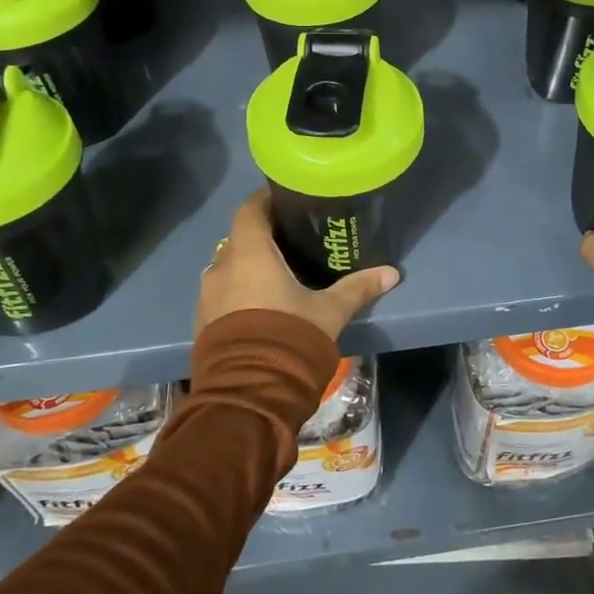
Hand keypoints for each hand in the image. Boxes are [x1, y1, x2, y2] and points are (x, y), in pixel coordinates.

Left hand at [195, 188, 400, 341]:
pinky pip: (220, 295)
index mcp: (250, 254)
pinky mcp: (202, 323)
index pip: (249, 210)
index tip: (284, 199)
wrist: (250, 394)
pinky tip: (259, 307)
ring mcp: (206, 297)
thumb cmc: (290, 337)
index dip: (265, 201)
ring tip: (276, 275)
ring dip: (247, 267)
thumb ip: (357, 288)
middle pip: (238, 238)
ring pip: (227, 268)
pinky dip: (237, 292)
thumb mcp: (330, 312)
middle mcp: (221, 267)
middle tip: (289, 240)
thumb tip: (392, 272)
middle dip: (260, 236)